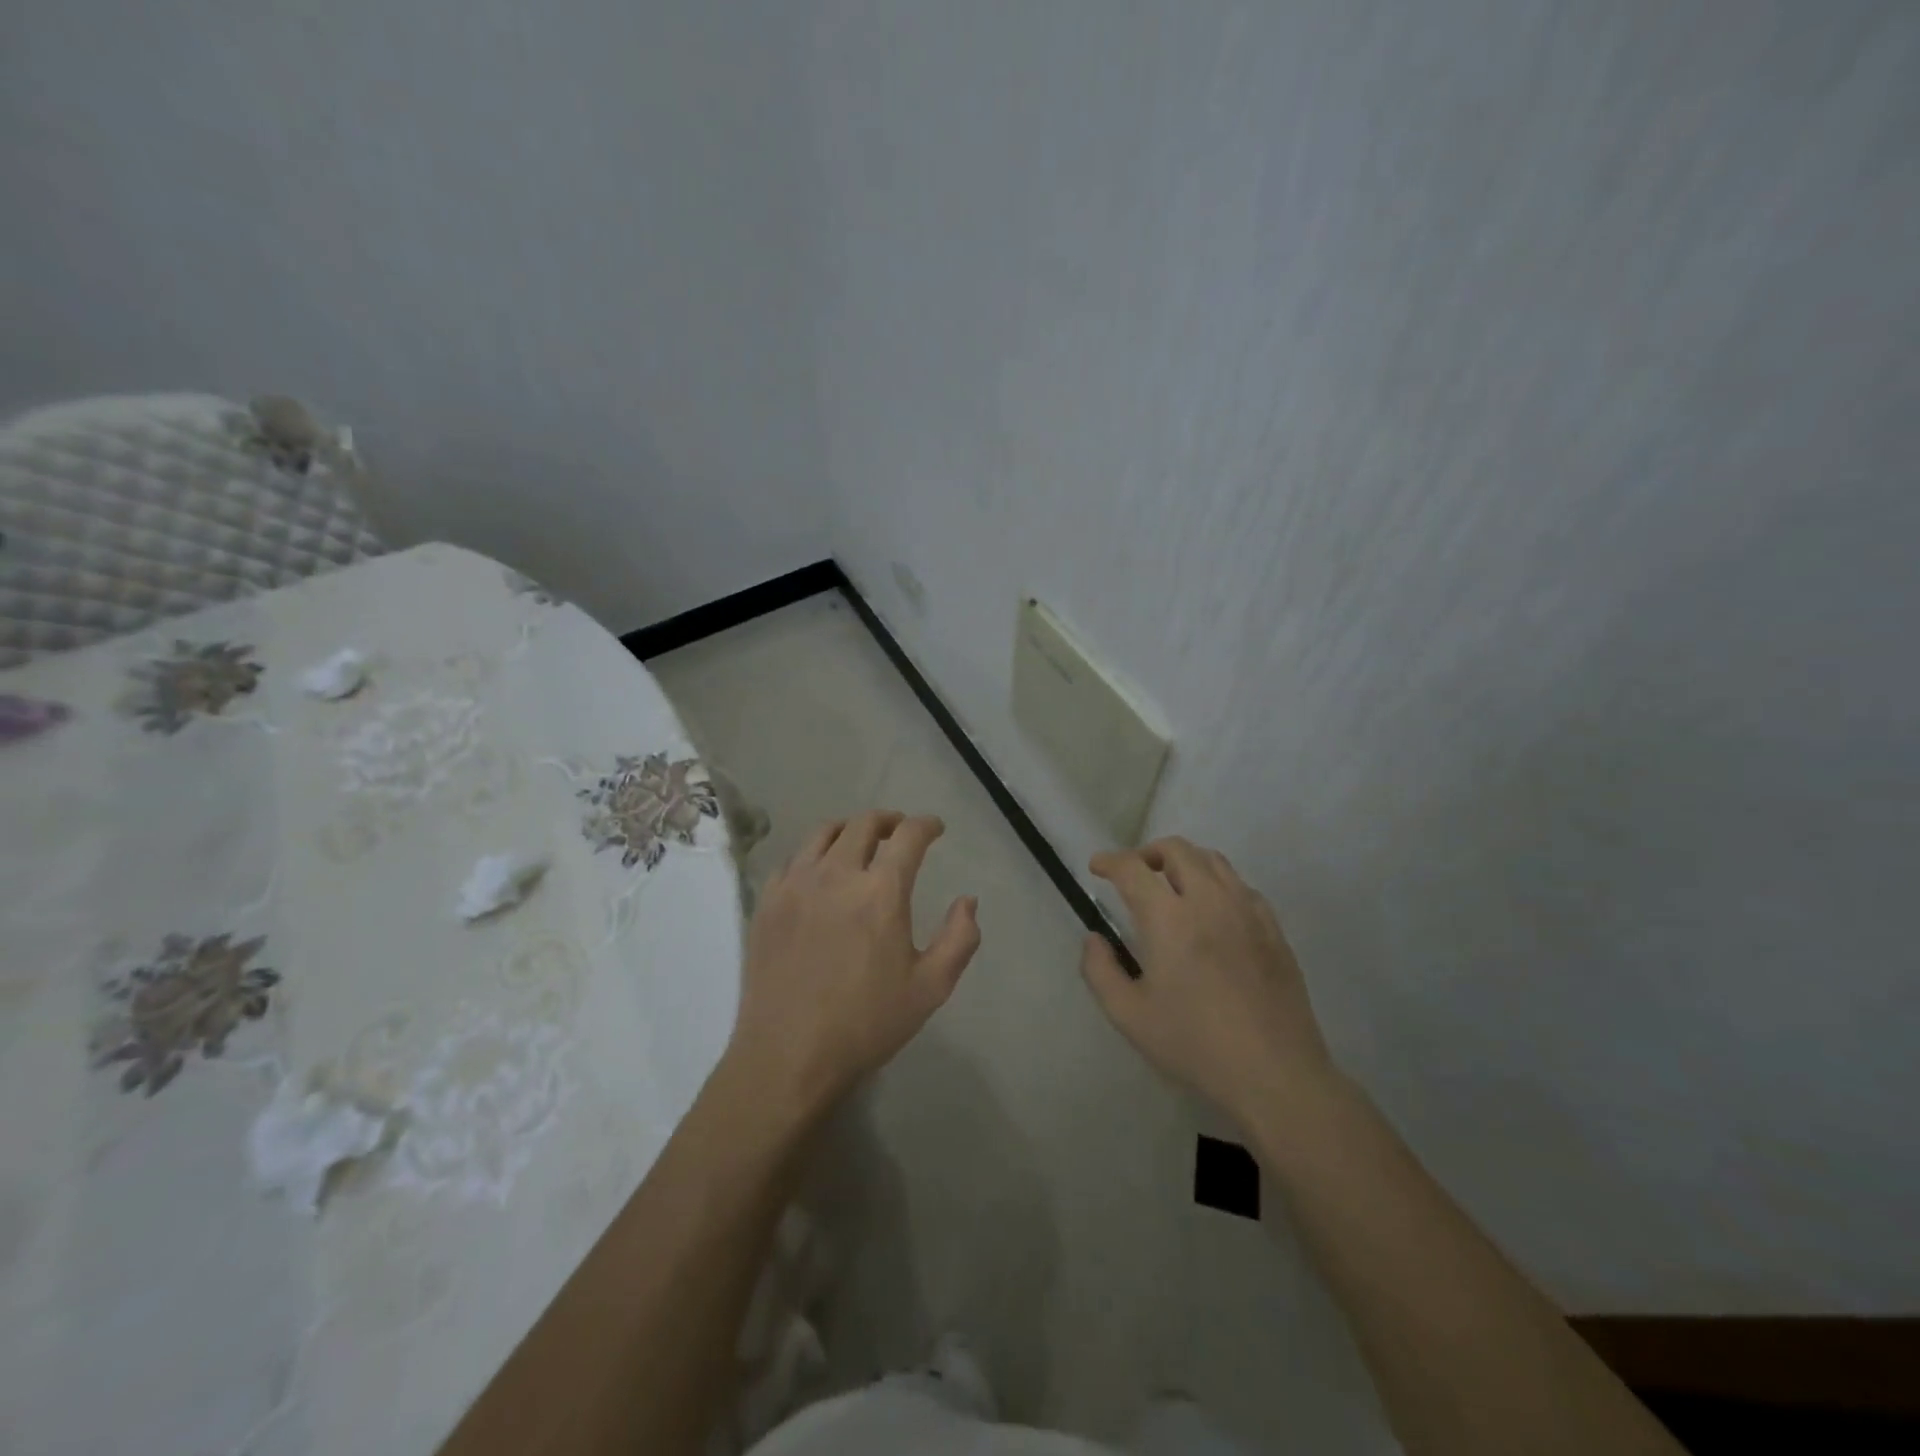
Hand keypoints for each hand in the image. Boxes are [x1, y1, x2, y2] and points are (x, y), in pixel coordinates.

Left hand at [728, 811, 980, 1112]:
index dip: (926, 825)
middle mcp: (837, 874)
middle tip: (900, 831)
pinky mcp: (767, 902)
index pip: (909, 836)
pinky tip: (819, 873)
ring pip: (824, 833)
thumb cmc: (866, 1023)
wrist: (788, 1055)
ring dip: (849, 829)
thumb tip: (968, 901)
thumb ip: (959, 938)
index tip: (935, 828)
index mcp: (881, 891)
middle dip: (889, 820)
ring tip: (860, 841)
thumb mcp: (931, 987)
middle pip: (864, 824)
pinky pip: (793, 860)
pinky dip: (814, 854)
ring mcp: (795, 885)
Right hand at [1080, 836, 1335, 1126]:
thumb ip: (1100, 970)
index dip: (1110, 861)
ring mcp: (1247, 911)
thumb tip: (1094, 939)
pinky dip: (1217, 883)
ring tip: (1171, 885)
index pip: (1133, 869)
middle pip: (1177, 850)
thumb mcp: (1129, 1015)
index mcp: (1169, 918)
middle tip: (1134, 875)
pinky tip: (1213, 911)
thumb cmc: (1194, 1044)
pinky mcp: (1273, 929)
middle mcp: (1209, 901)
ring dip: (1184, 862)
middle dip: (1147, 853)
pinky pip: (1241, 886)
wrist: (1274, 1074)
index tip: (1097, 868)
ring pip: (1213, 860)